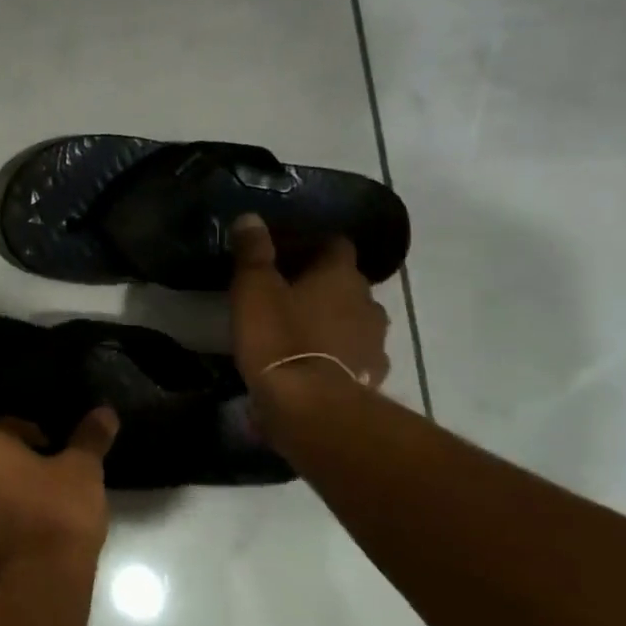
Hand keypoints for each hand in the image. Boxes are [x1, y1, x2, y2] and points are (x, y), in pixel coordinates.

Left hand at [0, 409, 118, 594]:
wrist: (36, 589)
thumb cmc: (58, 515)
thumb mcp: (83, 471)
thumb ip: (90, 438)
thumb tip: (104, 412)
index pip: (4, 427)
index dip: (32, 436)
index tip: (56, 453)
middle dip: (11, 470)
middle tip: (46, 484)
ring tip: (34, 517)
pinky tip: (22, 547)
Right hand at [229, 215, 390, 390]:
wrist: (311, 408)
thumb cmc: (279, 339)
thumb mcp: (254, 290)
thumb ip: (253, 253)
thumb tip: (251, 218)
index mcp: (340, 274)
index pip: (336, 244)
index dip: (314, 245)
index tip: (288, 252)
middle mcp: (367, 301)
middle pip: (348, 283)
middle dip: (323, 285)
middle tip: (289, 293)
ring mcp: (375, 341)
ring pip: (355, 320)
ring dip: (334, 321)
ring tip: (302, 330)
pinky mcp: (371, 376)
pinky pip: (355, 355)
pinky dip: (339, 355)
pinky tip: (315, 364)